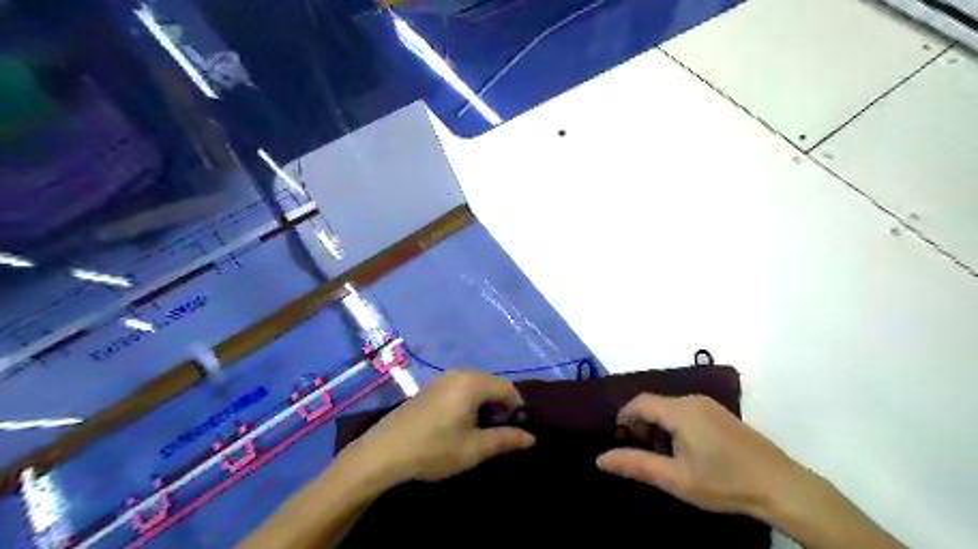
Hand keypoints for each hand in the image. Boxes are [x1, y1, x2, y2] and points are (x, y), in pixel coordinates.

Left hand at [348, 369, 537, 483]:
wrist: (384, 452)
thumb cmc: (434, 449)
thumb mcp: (475, 449)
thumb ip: (506, 439)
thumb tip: (531, 437)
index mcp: (473, 383)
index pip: (508, 389)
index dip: (517, 409)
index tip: (515, 431)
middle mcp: (459, 373)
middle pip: (492, 385)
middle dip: (500, 406)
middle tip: (496, 433)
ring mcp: (442, 378)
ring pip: (475, 386)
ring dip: (484, 405)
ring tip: (478, 431)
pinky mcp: (429, 387)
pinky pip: (459, 388)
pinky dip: (468, 401)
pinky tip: (457, 424)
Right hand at [600, 393, 806, 516]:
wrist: (782, 487)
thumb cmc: (724, 482)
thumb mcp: (675, 478)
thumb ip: (635, 465)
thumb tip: (600, 459)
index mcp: (679, 410)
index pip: (639, 403)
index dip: (624, 418)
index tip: (620, 441)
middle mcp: (693, 400)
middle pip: (654, 404)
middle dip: (641, 425)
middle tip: (641, 453)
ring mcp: (710, 405)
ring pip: (670, 408)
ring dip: (658, 427)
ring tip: (663, 456)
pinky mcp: (721, 414)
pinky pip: (686, 412)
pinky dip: (675, 426)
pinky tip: (686, 451)